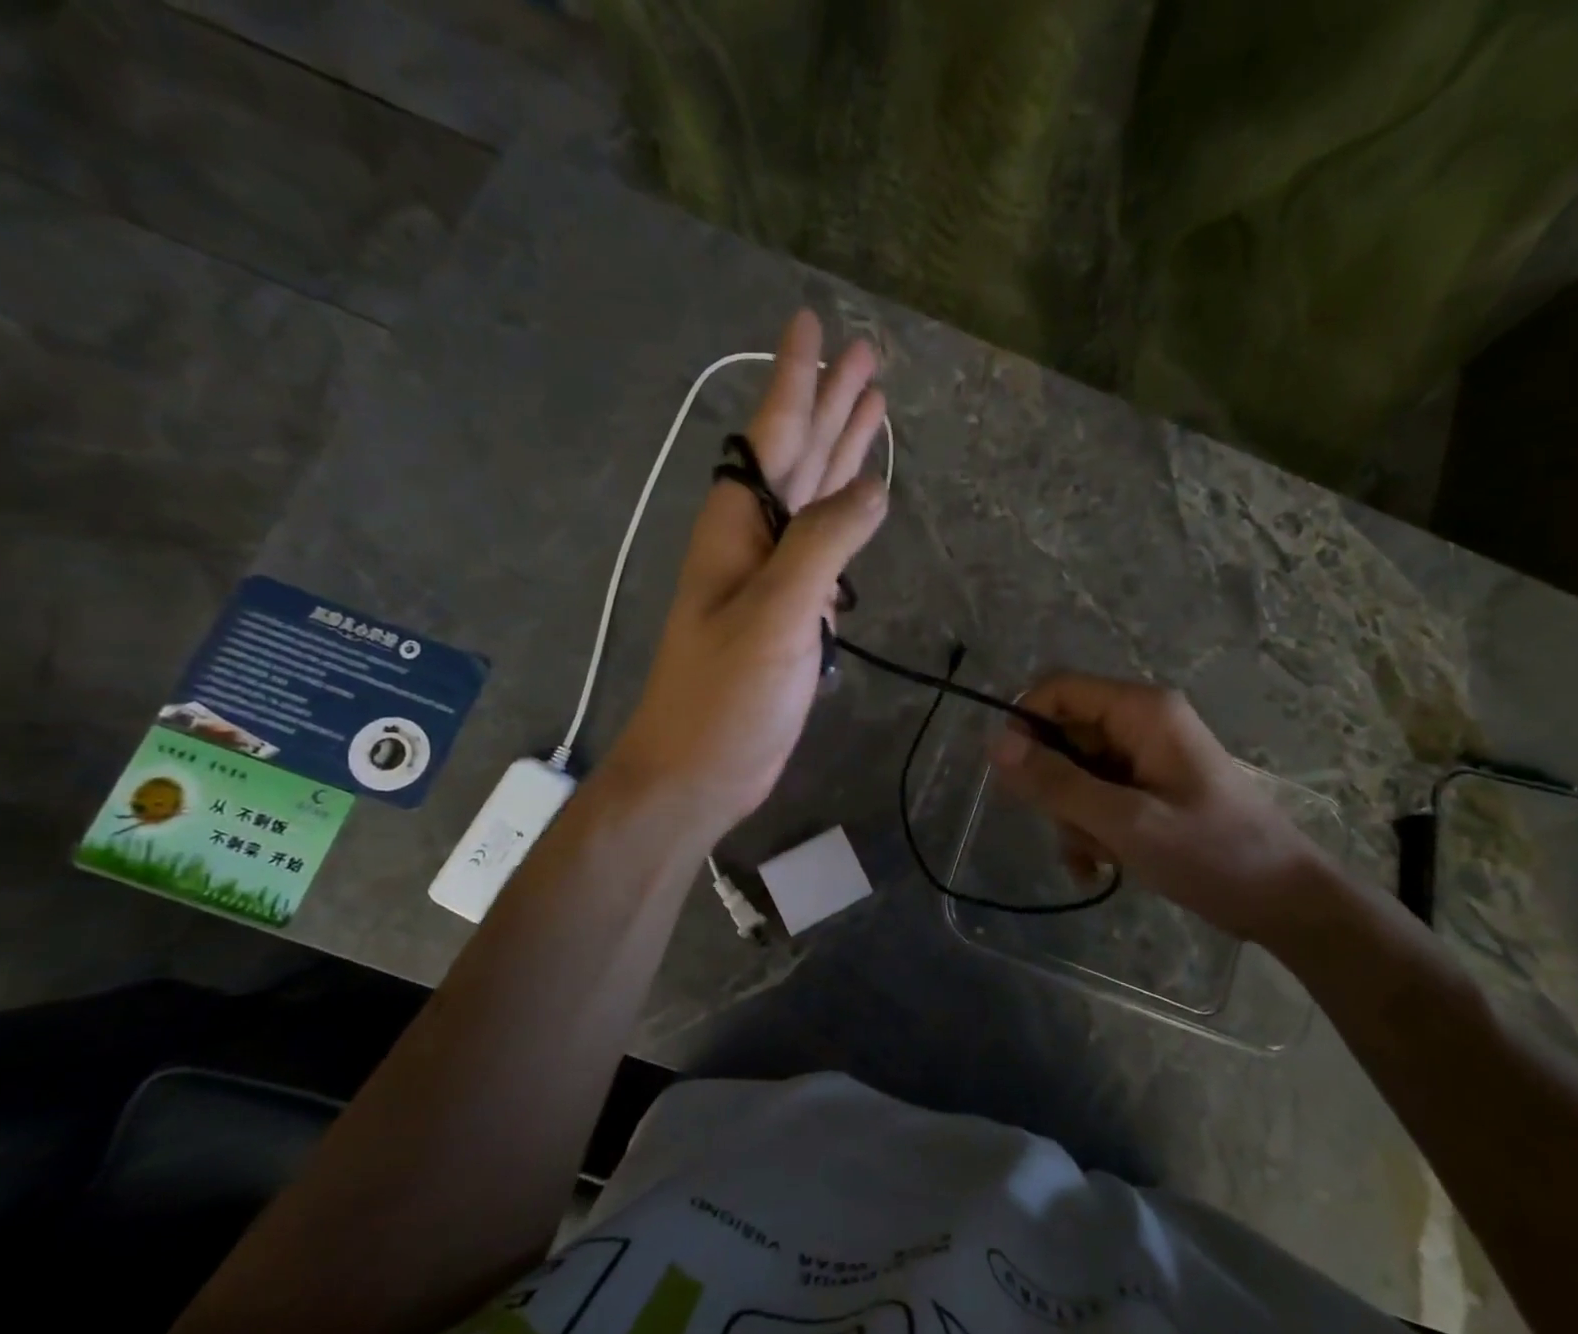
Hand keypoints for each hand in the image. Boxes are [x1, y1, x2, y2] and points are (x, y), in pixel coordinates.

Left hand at [606, 310, 886, 838]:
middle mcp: (755, 540)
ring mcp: (774, 578)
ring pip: (815, 499)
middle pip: (799, 456)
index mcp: (738, 525)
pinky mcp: (791, 614)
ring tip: (876, 410)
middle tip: (869, 356)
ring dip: (842, 453)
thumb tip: (872, 487)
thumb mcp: (775, 614)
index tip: (813, 321)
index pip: (773, 433)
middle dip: (832, 404)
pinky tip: (862, 498)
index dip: (797, 377)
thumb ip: (823, 544)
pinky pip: (825, 548)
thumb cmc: (725, 694)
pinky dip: (846, 518)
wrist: (700, 768)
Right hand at [988, 675, 1321, 943]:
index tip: (1014, 778)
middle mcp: (1141, 722)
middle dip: (1055, 788)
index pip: (1057, 690)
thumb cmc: (1212, 855)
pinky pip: (1095, 797)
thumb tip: (994, 744)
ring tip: (1098, 858)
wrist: (1282, 902)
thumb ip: (1057, 783)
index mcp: (1142, 710)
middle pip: (1062, 736)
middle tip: (1074, 830)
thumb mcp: (1126, 822)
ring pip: (1073, 773)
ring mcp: (1145, 757)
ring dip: (1073, 819)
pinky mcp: (1147, 788)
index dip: (1025, 726)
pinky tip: (1098, 869)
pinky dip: (1089, 831)